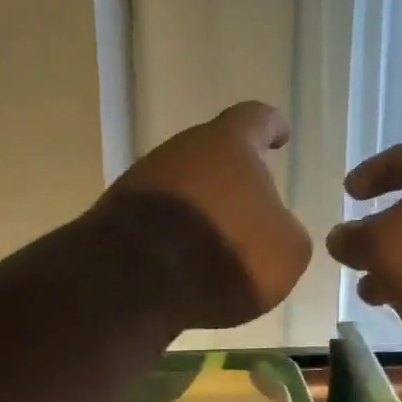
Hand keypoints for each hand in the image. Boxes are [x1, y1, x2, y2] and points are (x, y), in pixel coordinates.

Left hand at [96, 101, 312, 331]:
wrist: (136, 281)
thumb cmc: (225, 254)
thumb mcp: (286, 251)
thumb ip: (285, 230)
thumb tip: (271, 228)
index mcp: (228, 144)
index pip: (255, 119)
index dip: (270, 126)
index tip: (280, 134)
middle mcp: (180, 151)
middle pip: (212, 156)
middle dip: (231, 180)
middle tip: (250, 209)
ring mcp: (141, 181)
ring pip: (182, 188)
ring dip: (200, 211)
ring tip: (217, 247)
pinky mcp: (115, 217)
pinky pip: (156, 220)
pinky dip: (173, 236)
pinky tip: (183, 265)